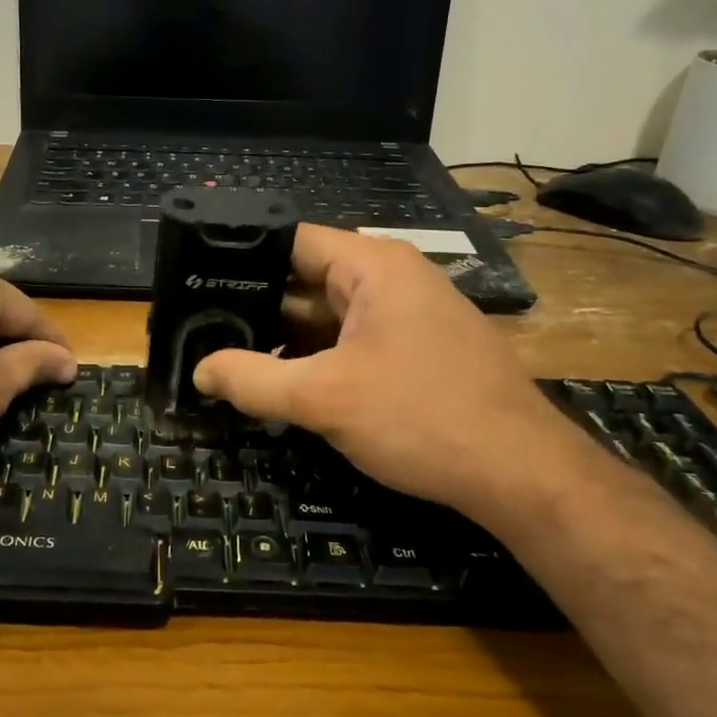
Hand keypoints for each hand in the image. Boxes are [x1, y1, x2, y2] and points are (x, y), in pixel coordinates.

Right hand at [192, 225, 600, 526]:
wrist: (521, 475)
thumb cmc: (422, 417)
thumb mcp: (325, 399)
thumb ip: (254, 381)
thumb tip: (199, 371)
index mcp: (372, 266)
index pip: (290, 241)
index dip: (240, 259)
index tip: (195, 283)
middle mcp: (390, 280)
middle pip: (304, 281)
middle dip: (255, 308)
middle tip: (199, 329)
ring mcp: (404, 317)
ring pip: (325, 318)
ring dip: (282, 340)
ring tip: (225, 358)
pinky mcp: (412, 351)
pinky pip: (348, 343)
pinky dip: (313, 360)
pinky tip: (277, 384)